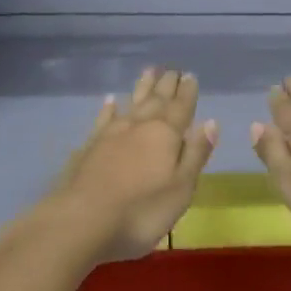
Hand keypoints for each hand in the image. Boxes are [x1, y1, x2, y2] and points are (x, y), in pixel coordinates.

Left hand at [40, 68, 216, 262]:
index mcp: (166, 134)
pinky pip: (103, 118)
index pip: (181, 107)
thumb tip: (210, 122)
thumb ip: (196, 154)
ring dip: (142, 87)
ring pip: (132, 102)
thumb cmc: (140, 211)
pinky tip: (110, 100)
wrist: (80, 221)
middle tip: (173, 69)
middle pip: (157, 99)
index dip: (187, 92)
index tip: (190, 75)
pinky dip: (109, 108)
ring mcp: (111, 133)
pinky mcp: (90, 146)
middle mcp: (140, 125)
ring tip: (149, 71)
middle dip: (166, 84)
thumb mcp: (181, 189)